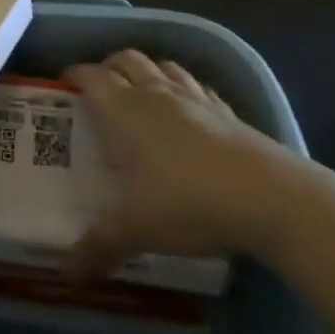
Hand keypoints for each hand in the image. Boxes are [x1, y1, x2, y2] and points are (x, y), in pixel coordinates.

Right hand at [67, 50, 317, 278]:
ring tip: (140, 93)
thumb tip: (66, 273)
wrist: (271, 198)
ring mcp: (196, 99)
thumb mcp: (137, 229)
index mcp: (125, 110)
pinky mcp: (228, 111)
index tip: (63, 84)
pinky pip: (198, 87)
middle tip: (98, 89)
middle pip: (126, 60)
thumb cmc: (189, 202)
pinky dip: (184, 89)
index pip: (92, 77)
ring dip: (146, 71)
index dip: (74, 75)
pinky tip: (188, 111)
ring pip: (163, 66)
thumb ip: (99, 247)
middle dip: (108, 66)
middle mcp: (157, 94)